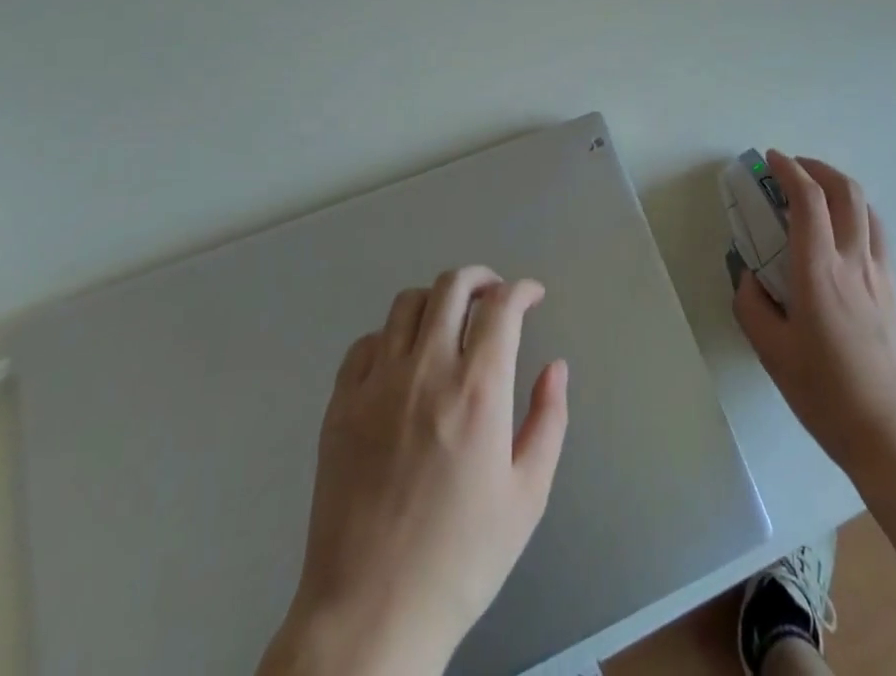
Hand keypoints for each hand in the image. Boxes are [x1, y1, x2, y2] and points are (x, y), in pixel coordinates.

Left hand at [262, 267, 568, 675]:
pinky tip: (402, 361)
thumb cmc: (461, 560)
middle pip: (452, 286)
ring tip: (450, 322)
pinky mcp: (340, 404)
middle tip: (494, 296)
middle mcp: (426, 370)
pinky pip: (365, 343)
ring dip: (437, 301)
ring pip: (406, 304)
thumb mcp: (527, 497)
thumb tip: (555, 366)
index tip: (533, 296)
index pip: (502, 306)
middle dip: (481, 278)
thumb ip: (548, 420)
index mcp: (477, 390)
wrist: (370, 615)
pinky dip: (391, 337)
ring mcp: (377, 383)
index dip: (522, 290)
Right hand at [733, 151, 895, 478]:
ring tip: (816, 194)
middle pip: (846, 191)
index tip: (771, 159)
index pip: (808, 200)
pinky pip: (876, 234)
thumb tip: (748, 278)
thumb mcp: (772, 353)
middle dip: (817, 167)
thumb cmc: (828, 395)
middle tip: (792, 168)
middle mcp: (854, 262)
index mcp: (819, 272)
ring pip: (867, 209)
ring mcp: (880, 275)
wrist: (895, 436)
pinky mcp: (895, 291)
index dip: (789, 170)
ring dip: (840, 187)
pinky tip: (839, 235)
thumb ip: (752, 307)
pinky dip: (855, 214)